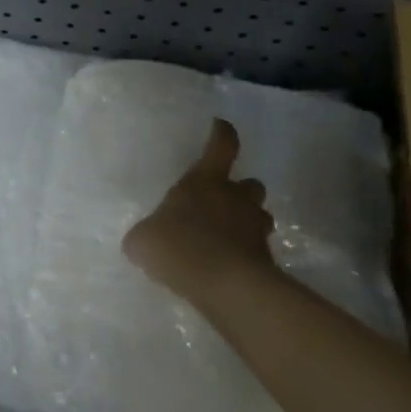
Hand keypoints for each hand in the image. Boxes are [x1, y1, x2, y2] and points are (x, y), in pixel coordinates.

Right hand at [123, 119, 274, 304]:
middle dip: (241, 191)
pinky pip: (259, 250)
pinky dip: (248, 255)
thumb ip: (145, 233)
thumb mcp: (143, 240)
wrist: (224, 286)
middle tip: (225, 202)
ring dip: (248, 222)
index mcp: (206, 181)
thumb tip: (143, 238)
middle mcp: (235, 198)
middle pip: (251, 184)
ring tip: (229, 237)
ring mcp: (255, 228)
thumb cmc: (179, 246)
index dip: (222, 134)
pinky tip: (230, 268)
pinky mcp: (267, 260)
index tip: (220, 126)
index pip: (221, 146)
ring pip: (260, 216)